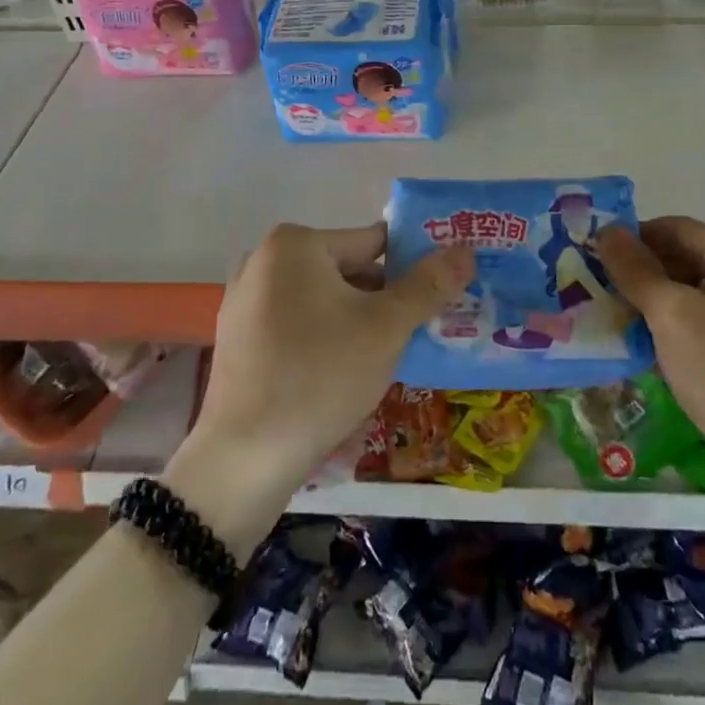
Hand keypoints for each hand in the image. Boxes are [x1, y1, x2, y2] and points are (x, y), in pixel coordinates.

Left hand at [164, 224, 471, 551]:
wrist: (242, 462)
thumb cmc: (320, 377)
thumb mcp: (386, 328)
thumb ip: (429, 284)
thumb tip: (466, 249)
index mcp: (295, 244)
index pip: (374, 242)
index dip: (413, 268)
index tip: (439, 298)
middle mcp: (264, 261)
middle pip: (347, 271)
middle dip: (384, 300)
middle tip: (417, 335)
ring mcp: (245, 302)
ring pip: (323, 302)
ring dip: (357, 323)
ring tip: (386, 360)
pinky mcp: (238, 341)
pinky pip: (297, 327)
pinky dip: (324, 341)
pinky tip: (343, 377)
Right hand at [594, 218, 704, 479]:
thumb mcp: (672, 315)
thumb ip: (636, 269)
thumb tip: (607, 230)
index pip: (674, 228)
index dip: (631, 240)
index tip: (592, 259)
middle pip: (682, 258)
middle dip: (639, 274)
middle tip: (594, 292)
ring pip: (688, 294)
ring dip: (650, 305)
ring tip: (610, 320)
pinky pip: (700, 324)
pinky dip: (670, 329)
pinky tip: (640, 348)